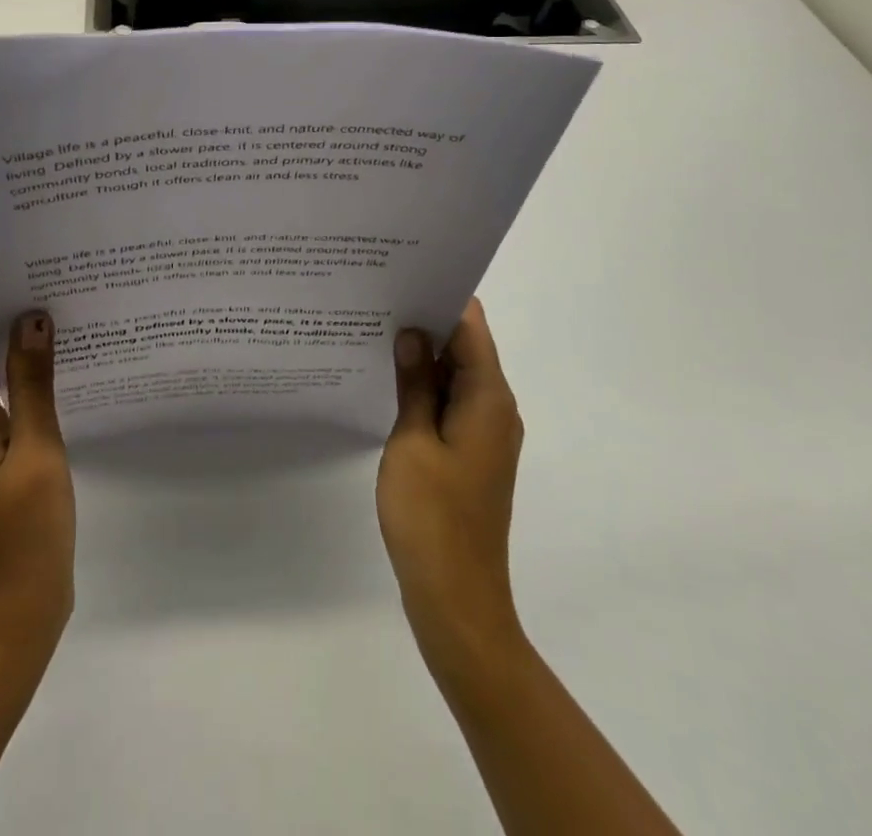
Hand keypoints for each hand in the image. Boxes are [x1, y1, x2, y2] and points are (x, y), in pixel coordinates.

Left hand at [0, 301, 74, 657]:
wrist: (11, 619)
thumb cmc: (25, 535)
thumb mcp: (38, 451)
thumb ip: (33, 381)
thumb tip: (32, 317)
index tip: (32, 279)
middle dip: (6, 320)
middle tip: (58, 295)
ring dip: (12, 353)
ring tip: (63, 327)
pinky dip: (14, 386)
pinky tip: (54, 377)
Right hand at [377, 299, 525, 673]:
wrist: (457, 600)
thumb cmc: (432, 517)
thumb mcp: (412, 442)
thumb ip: (413, 384)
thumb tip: (410, 333)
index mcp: (488, 398)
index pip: (470, 326)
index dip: (441, 295)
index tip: (403, 272)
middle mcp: (495, 408)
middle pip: (465, 346)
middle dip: (426, 320)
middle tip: (378, 295)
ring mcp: (485, 433)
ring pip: (456, 375)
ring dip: (423, 354)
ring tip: (376, 326)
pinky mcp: (470, 453)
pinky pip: (450, 402)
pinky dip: (425, 385)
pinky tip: (388, 378)